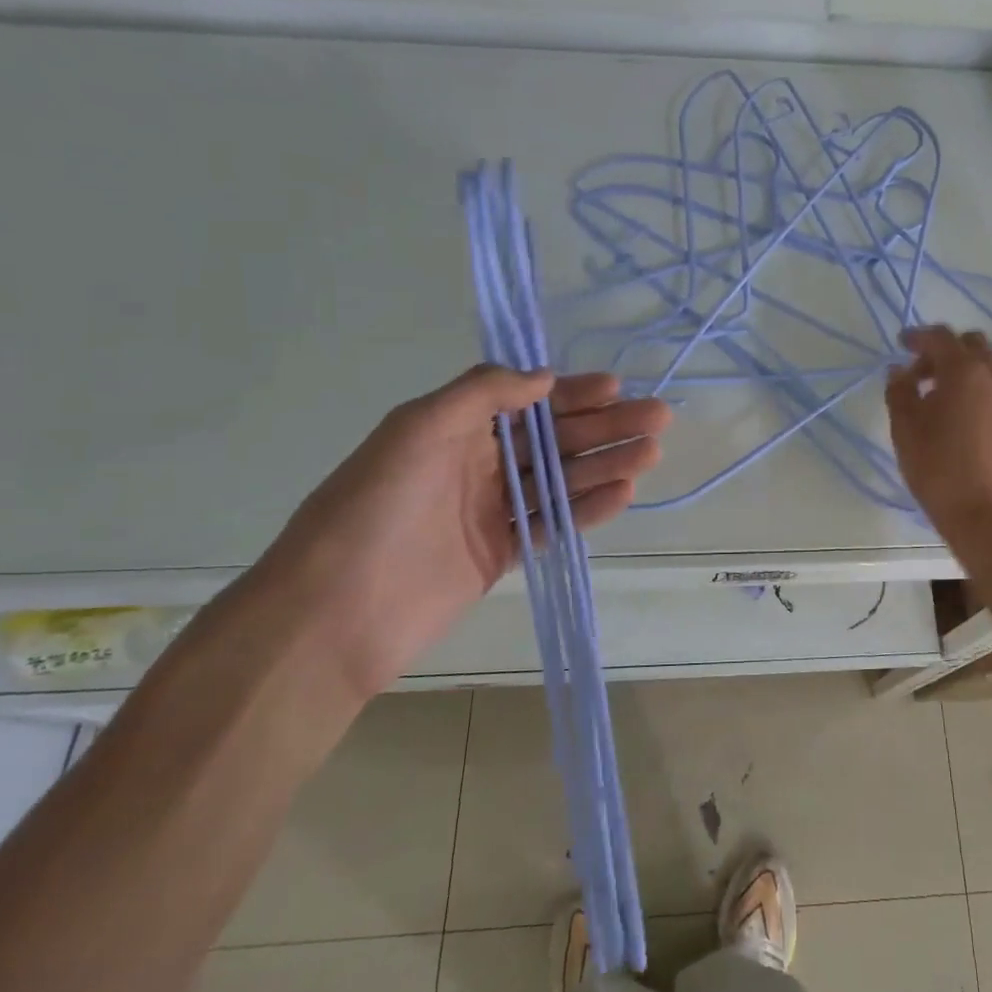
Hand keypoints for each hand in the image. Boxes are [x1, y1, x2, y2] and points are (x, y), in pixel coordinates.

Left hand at [245, 366, 671, 696]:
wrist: (334, 614)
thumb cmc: (372, 508)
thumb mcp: (416, 430)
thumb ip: (480, 394)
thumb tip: (543, 377)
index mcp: (452, 428)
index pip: (525, 401)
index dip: (572, 393)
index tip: (615, 387)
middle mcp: (475, 463)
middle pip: (552, 439)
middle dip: (604, 426)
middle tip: (657, 419)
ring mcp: (489, 511)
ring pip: (560, 480)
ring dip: (605, 465)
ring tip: (649, 454)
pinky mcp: (500, 554)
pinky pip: (551, 524)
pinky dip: (587, 510)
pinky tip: (623, 495)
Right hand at [886, 325, 991, 541]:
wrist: (990, 519)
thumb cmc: (939, 470)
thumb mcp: (905, 430)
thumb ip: (900, 392)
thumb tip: (899, 371)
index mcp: (964, 373)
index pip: (941, 337)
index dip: (919, 336)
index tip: (902, 344)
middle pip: (975, 346)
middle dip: (948, 352)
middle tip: (925, 376)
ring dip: (971, 378)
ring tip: (950, 407)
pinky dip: (989, 404)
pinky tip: (976, 432)